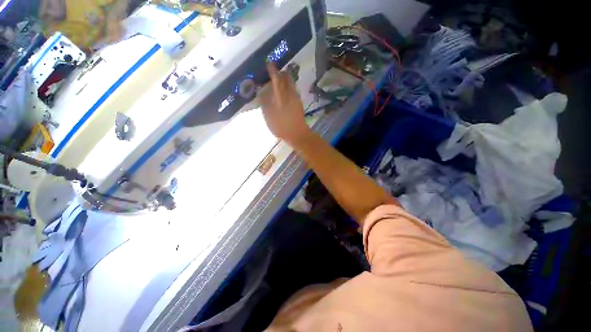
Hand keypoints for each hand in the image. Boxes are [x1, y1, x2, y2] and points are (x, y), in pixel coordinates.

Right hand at [258, 63, 310, 144]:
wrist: (298, 134)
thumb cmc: (281, 126)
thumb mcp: (269, 116)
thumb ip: (265, 102)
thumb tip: (262, 91)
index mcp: (281, 96)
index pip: (276, 79)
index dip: (272, 71)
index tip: (269, 64)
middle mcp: (290, 94)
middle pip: (287, 78)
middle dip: (281, 73)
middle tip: (274, 74)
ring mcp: (296, 98)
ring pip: (291, 84)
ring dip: (285, 80)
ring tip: (278, 83)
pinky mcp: (299, 103)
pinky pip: (293, 90)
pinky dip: (288, 87)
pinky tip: (283, 93)